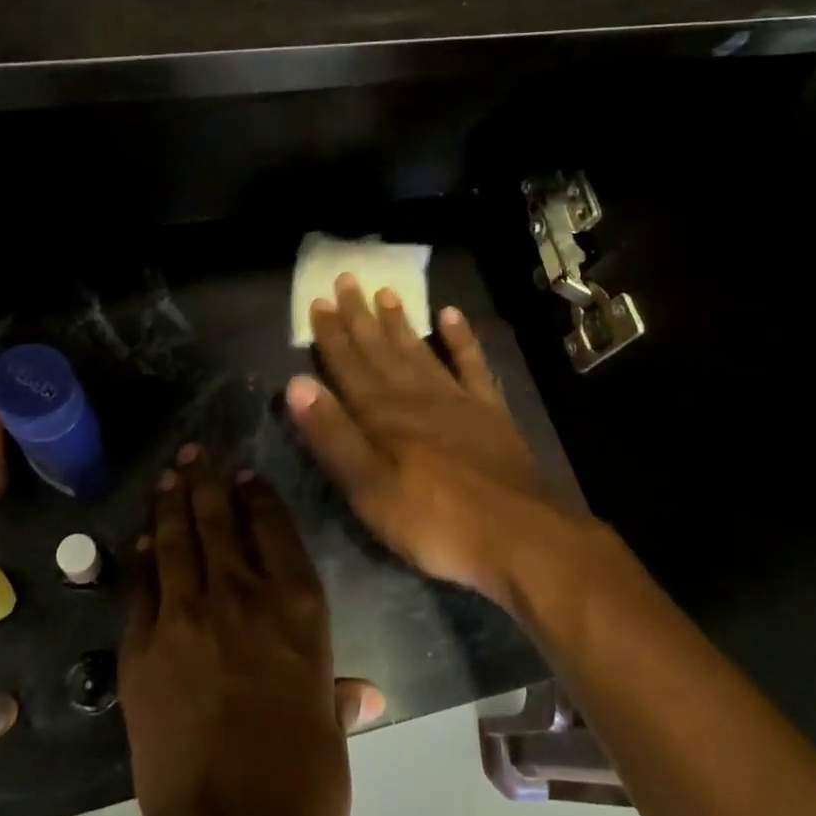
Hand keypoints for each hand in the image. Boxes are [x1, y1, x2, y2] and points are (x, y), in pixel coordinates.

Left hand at [119, 445, 375, 815]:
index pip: (275, 529)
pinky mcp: (143, 648)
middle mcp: (242, 596)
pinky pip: (142, 587)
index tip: (246, 476)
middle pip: (220, 521)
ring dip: (172, 504)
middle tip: (196, 454)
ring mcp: (187, 617)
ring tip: (170, 476)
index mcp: (298, 608)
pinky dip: (142, 558)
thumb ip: (338, 699)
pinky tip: (142, 540)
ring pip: (177, 542)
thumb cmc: (303, 785)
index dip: (258, 496)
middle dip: (207, 482)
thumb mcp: (330, 733)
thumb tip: (364, 696)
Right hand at [287, 274, 583, 605]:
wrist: (518, 536)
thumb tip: (297, 384)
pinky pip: (472, 365)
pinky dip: (462, 339)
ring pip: (420, 351)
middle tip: (348, 279)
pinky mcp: (490, 412)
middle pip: (381, 351)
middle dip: (361, 317)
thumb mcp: (369, 489)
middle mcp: (416, 397)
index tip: (319, 301)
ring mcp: (457, 400)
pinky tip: (452, 315)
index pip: (349, 367)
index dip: (332, 335)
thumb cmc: (433, 521)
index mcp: (383, 416)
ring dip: (401, 322)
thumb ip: (333, 436)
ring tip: (387, 292)